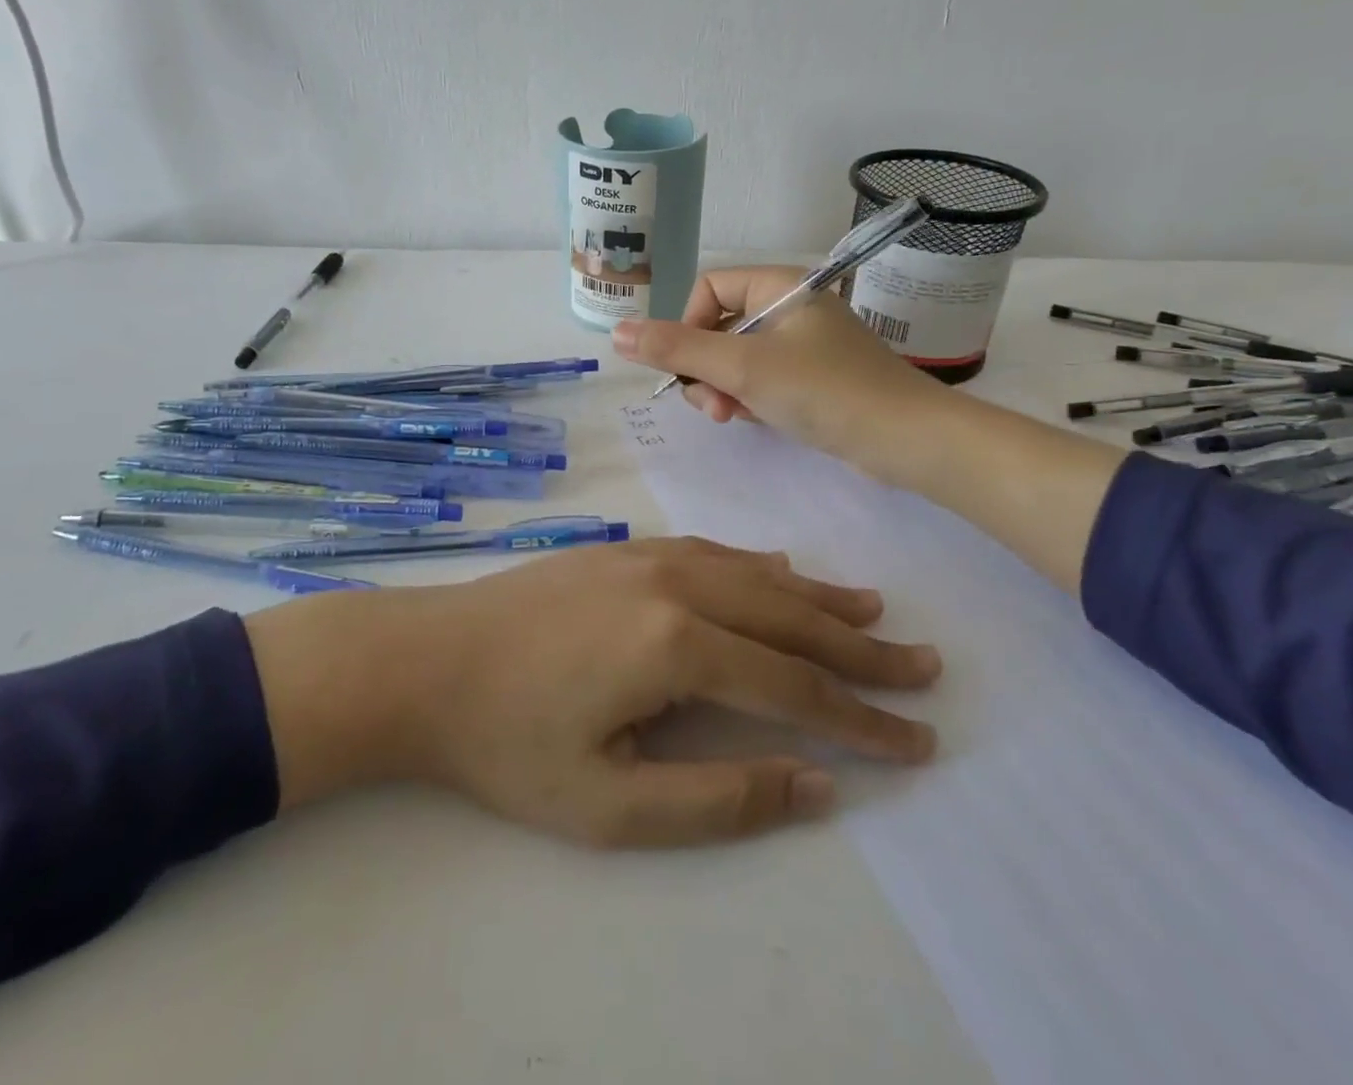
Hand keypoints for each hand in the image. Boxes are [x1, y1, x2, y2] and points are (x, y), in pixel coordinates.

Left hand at [244, 538, 938, 846]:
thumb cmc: (510, 741)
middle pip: (790, 620)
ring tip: (875, 610)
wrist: (427, 659)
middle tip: (925, 666)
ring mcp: (651, 557)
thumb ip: (719, 797)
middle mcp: (678, 584)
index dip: (862, 720)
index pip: (795, 689)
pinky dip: (762, 568)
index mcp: (678, 645)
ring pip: (759, 575)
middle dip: (862, 649)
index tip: (920, 740)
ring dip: (820, 598)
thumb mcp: (610, 803)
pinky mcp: (627, 549)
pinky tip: (784, 571)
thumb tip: (817, 786)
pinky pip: (716, 553)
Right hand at [610, 265, 940, 475]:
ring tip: (736, 417)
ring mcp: (804, 344)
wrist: (905, 439)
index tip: (687, 367)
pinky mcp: (814, 377)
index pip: (709, 289)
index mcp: (780, 286)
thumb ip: (677, 349)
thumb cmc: (823, 390)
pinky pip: (763, 380)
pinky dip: (752, 399)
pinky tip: (760, 420)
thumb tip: (616, 332)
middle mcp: (791, 307)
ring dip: (726, 389)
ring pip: (738, 359)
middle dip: (706, 369)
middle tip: (715, 406)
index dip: (687, 326)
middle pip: (720, 327)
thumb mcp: (742, 367)